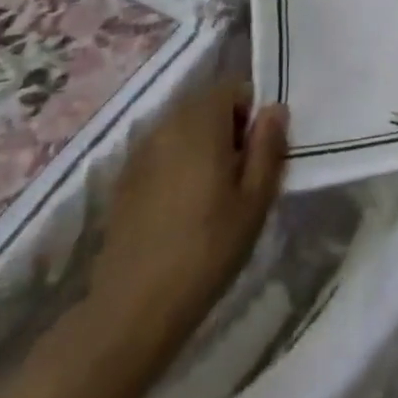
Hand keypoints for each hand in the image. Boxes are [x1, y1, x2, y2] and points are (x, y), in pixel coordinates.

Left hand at [89, 80, 288, 332]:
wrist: (132, 310)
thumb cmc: (206, 250)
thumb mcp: (255, 200)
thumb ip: (268, 146)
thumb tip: (274, 109)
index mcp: (201, 120)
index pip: (233, 87)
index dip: (251, 112)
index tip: (257, 152)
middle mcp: (166, 122)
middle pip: (205, 104)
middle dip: (226, 127)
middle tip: (239, 175)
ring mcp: (139, 151)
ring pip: (181, 128)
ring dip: (201, 146)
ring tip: (211, 193)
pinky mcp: (122, 180)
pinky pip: (160, 153)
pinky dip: (176, 165)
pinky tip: (180, 209)